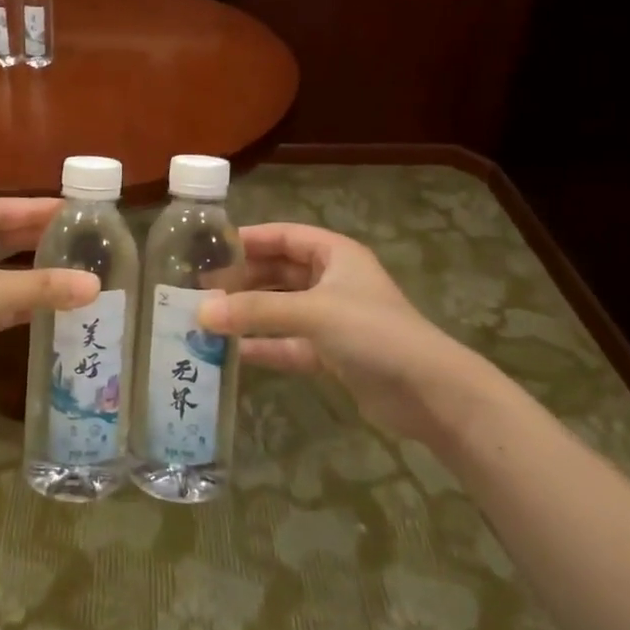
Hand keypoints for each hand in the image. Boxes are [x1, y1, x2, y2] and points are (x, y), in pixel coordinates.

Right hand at [200, 223, 497, 444]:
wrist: (430, 393)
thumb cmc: (373, 333)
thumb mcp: (313, 312)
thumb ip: (256, 311)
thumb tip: (200, 311)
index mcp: (334, 254)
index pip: (283, 236)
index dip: (248, 239)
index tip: (209, 248)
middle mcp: (332, 280)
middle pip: (278, 272)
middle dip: (242, 279)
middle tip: (200, 289)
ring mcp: (332, 318)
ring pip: (281, 308)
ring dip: (249, 313)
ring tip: (207, 318)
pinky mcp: (333, 353)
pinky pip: (289, 343)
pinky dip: (265, 346)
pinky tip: (233, 352)